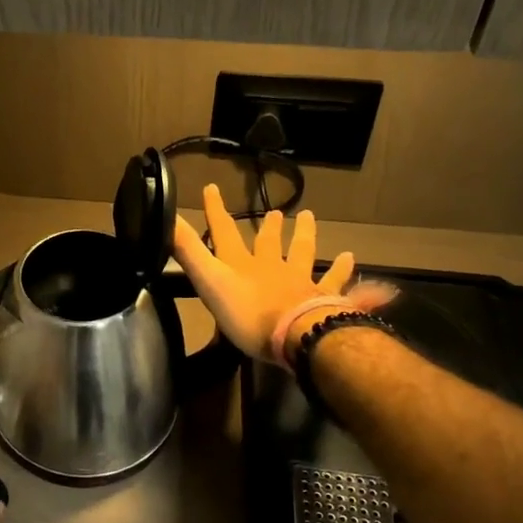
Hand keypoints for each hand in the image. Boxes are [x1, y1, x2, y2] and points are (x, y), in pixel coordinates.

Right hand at [172, 184, 391, 361]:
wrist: (298, 334)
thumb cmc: (248, 313)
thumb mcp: (209, 281)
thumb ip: (189, 252)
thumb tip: (166, 217)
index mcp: (243, 264)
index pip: (225, 231)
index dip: (215, 211)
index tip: (211, 188)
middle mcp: (273, 267)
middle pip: (271, 242)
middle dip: (269, 227)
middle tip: (275, 212)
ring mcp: (302, 282)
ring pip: (305, 254)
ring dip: (306, 237)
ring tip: (310, 219)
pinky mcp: (326, 300)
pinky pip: (339, 285)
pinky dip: (346, 275)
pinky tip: (356, 265)